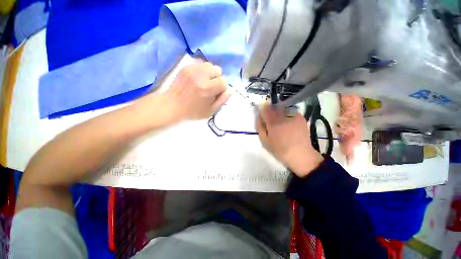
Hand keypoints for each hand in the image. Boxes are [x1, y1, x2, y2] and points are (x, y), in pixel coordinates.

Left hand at [164, 62, 231, 120]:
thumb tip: (230, 91)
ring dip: (210, 74)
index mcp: (207, 88)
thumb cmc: (192, 111)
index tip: (217, 94)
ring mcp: (192, 69)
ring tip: (204, 82)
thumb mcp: (210, 111)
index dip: (222, 89)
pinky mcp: (186, 67)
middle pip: (217, 70)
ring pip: (209, 65)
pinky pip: (200, 64)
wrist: (172, 105)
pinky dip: (202, 71)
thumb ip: (222, 100)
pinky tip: (197, 79)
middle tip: (211, 88)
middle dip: (217, 79)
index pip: (223, 82)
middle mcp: (200, 75)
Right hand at [256, 106, 323, 176]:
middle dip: (270, 111)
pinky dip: (287, 114)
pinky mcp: (300, 118)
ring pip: (282, 108)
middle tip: (271, 120)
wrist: (300, 154)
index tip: (263, 116)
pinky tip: (289, 123)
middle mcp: (283, 117)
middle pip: (274, 107)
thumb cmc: (279, 149)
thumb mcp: (264, 141)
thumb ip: (260, 127)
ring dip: (279, 112)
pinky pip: (291, 111)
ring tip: (280, 122)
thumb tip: (259, 117)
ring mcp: (293, 116)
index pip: (265, 109)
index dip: (263, 111)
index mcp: (272, 123)